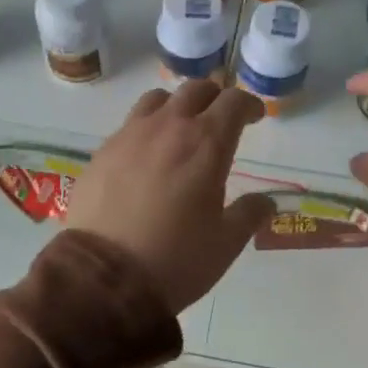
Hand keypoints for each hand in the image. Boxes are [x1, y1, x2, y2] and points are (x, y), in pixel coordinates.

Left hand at [67, 80, 276, 313]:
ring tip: (180, 129)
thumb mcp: (226, 243)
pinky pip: (129, 124)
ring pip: (158, 100)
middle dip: (214, 98)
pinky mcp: (101, 152)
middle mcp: (168, 128)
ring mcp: (129, 136)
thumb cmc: (176, 259)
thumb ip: (249, 214)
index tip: (255, 117)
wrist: (104, 277)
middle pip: (195, 90)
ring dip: (177, 106)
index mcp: (206, 143)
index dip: (249, 105)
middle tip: (221, 118)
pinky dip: (146, 129)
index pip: (233, 102)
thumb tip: (266, 201)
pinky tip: (146, 155)